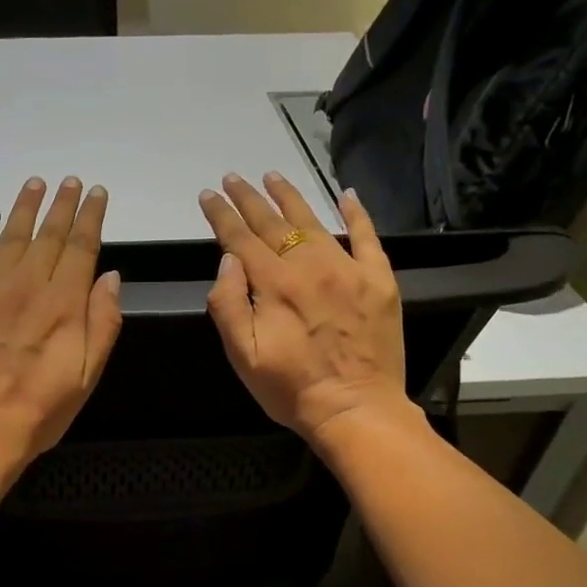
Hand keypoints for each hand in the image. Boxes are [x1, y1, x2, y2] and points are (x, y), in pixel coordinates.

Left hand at [0, 176, 123, 478]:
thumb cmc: (37, 411)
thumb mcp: (86, 375)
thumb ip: (103, 322)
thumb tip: (111, 276)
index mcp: (63, 303)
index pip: (81, 246)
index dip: (90, 216)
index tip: (96, 193)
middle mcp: (26, 284)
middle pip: (48, 233)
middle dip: (62, 204)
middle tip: (69, 181)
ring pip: (11, 235)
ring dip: (26, 207)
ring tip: (36, 184)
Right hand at [199, 172, 410, 447]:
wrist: (357, 410)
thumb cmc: (291, 389)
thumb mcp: (243, 356)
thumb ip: (228, 305)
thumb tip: (228, 260)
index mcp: (274, 285)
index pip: (239, 238)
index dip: (221, 215)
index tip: (208, 195)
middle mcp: (309, 266)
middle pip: (273, 223)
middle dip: (249, 199)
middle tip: (233, 178)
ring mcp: (348, 269)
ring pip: (314, 221)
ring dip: (290, 196)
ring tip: (273, 176)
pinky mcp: (378, 280)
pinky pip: (368, 237)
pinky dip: (357, 213)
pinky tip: (346, 194)